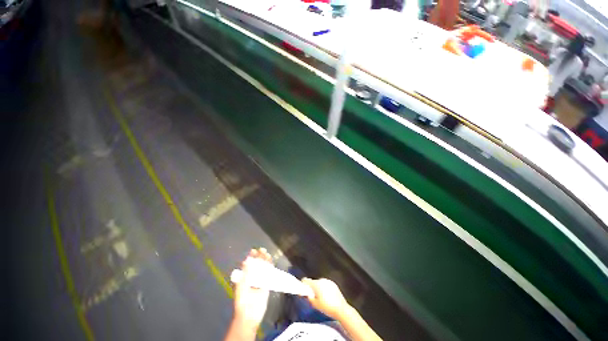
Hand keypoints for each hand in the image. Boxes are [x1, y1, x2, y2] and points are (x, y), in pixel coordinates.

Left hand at [233, 248, 272, 330]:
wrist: (250, 314)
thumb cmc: (242, 300)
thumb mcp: (242, 285)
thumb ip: (246, 272)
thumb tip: (248, 259)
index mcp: (244, 278)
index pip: (248, 265)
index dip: (251, 257)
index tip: (253, 250)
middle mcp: (252, 278)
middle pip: (256, 264)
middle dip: (259, 257)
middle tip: (261, 250)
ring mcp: (259, 281)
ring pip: (263, 268)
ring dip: (265, 260)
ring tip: (266, 253)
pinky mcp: (266, 284)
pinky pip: (269, 274)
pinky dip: (270, 267)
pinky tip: (271, 261)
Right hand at [302, 278, 349, 319]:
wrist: (341, 309)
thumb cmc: (327, 307)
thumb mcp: (315, 304)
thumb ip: (309, 297)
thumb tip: (306, 294)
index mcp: (316, 284)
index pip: (306, 280)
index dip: (303, 284)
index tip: (302, 288)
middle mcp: (322, 280)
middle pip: (314, 282)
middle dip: (312, 288)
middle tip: (313, 297)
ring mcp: (328, 281)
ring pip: (320, 284)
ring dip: (319, 288)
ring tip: (321, 299)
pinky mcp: (334, 284)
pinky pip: (326, 285)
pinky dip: (325, 289)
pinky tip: (327, 297)